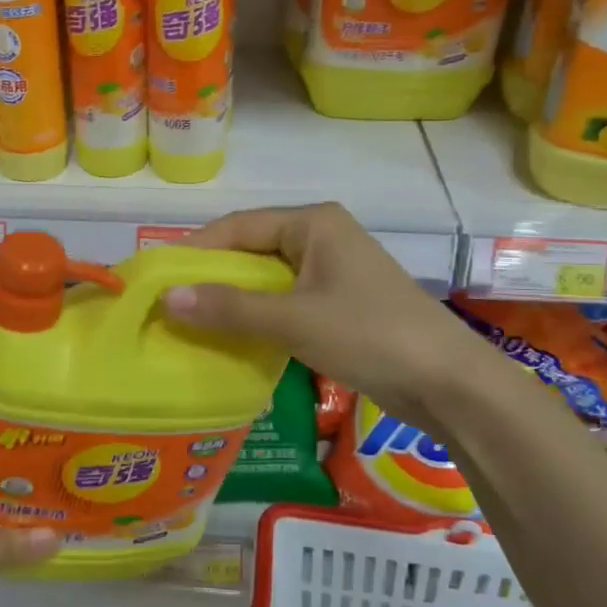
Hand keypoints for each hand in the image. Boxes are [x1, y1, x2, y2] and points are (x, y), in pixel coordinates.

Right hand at [162, 203, 476, 426]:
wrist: (448, 382)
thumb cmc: (370, 335)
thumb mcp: (293, 320)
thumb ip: (229, 308)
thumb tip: (166, 298)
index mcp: (313, 223)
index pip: (238, 226)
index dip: (196, 250)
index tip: (157, 278)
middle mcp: (321, 238)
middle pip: (251, 250)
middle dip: (212, 277)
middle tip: (168, 305)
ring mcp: (332, 271)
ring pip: (267, 279)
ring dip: (233, 301)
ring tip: (190, 324)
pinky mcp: (339, 303)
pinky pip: (285, 302)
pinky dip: (258, 318)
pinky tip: (232, 339)